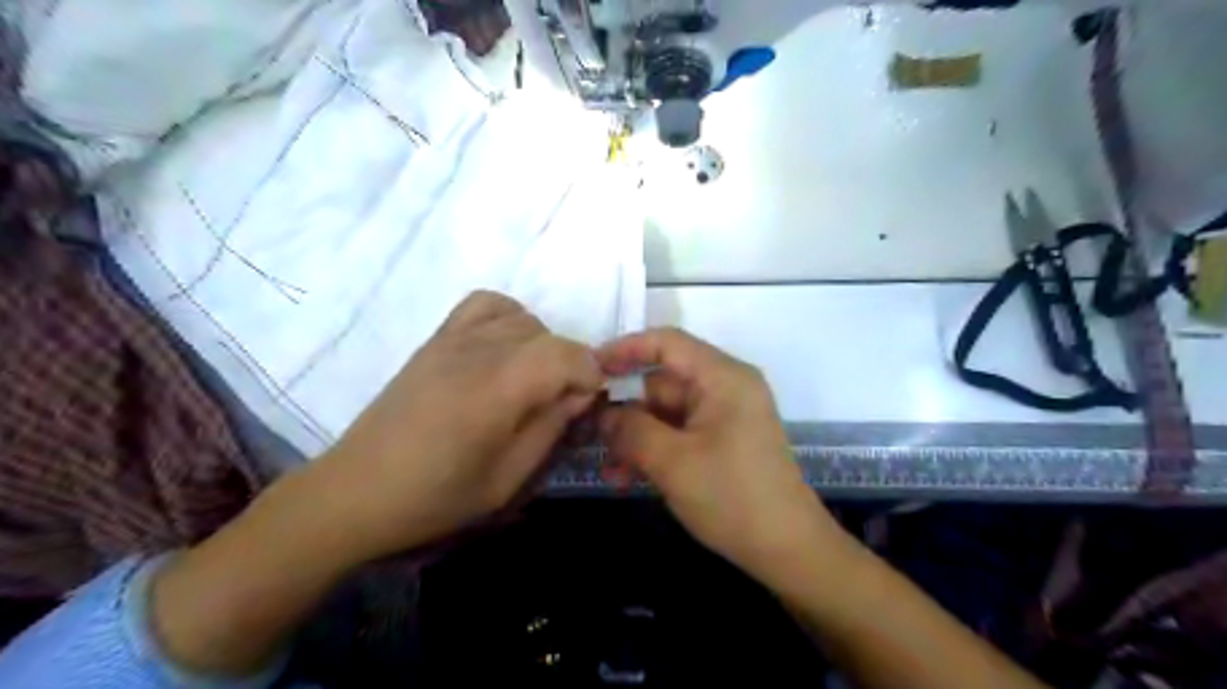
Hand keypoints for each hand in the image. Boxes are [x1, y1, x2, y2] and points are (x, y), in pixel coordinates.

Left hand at [301, 290, 598, 559]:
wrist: (357, 490)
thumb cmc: (435, 497)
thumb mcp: (507, 480)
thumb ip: (551, 429)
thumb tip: (581, 395)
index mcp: (497, 389)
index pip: (566, 354)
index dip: (591, 373)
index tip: (590, 403)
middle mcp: (478, 351)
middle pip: (548, 335)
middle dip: (569, 366)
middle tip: (561, 405)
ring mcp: (453, 339)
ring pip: (522, 319)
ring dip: (542, 346)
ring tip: (532, 382)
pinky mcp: (436, 339)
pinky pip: (484, 304)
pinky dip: (508, 318)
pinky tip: (504, 349)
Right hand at [594, 329, 844, 581]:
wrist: (787, 549)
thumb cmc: (732, 497)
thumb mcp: (672, 462)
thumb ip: (631, 429)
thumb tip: (603, 412)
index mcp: (722, 377)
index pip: (667, 342)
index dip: (625, 349)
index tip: (589, 367)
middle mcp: (725, 387)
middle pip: (662, 381)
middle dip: (625, 409)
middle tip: (588, 431)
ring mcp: (724, 415)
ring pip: (665, 412)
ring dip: (635, 437)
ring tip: (609, 470)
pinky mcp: (722, 440)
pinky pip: (678, 433)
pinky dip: (654, 449)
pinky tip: (628, 477)